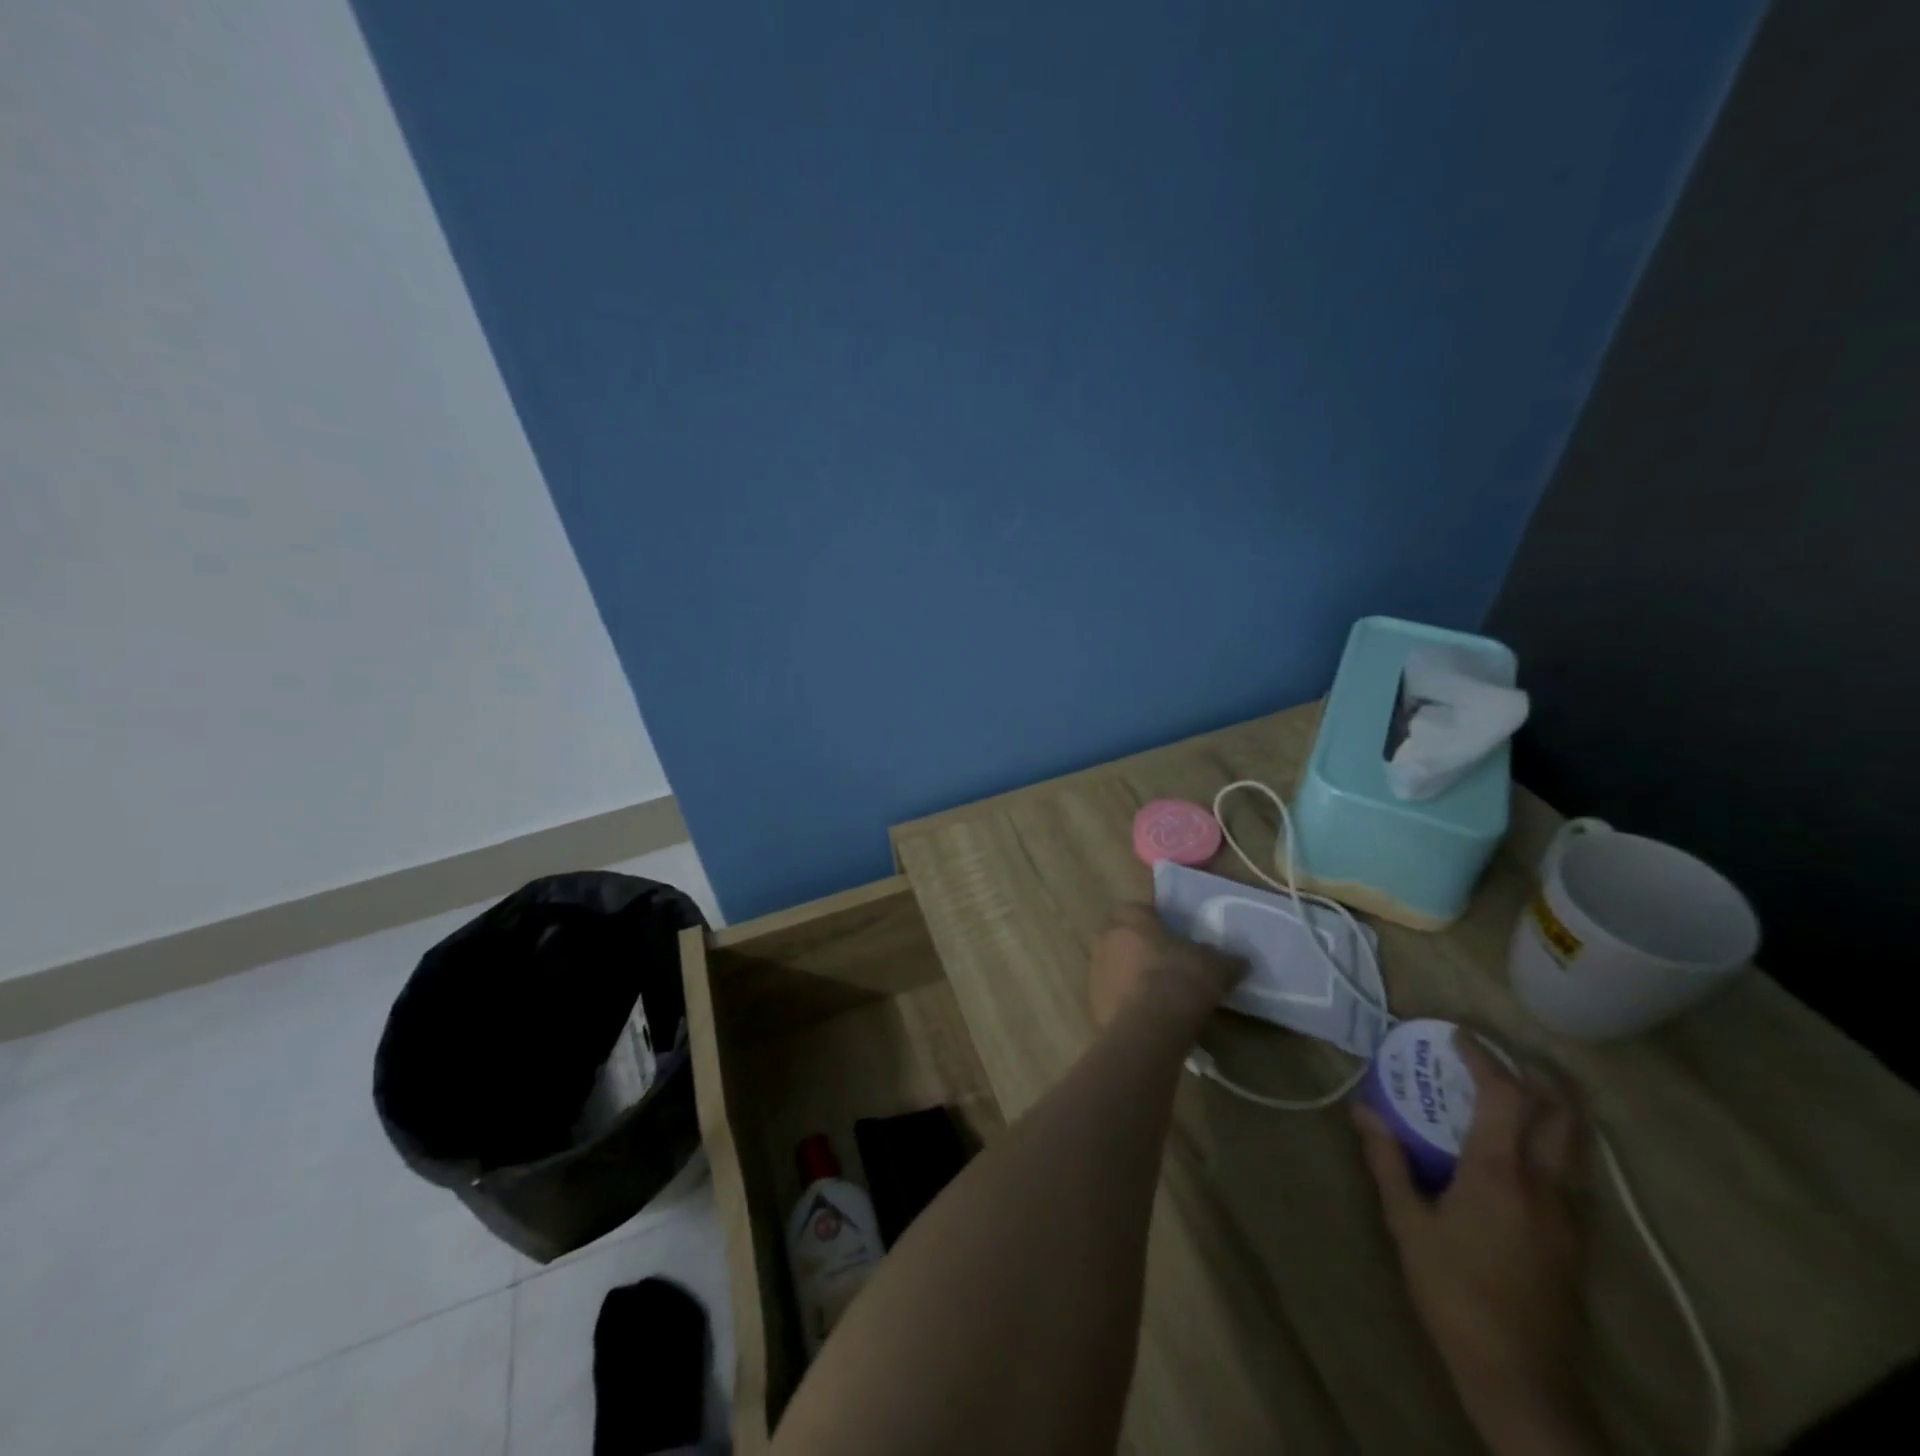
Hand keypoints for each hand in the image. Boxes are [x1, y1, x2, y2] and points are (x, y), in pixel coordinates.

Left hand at [1088, 904, 1243, 1030]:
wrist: (1149, 1027)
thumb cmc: (1181, 980)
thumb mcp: (1215, 967)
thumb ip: (1226, 959)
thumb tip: (1241, 961)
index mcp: (1131, 919)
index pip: (1136, 909)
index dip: (1153, 922)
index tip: (1171, 937)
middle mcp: (1106, 938)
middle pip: (1121, 937)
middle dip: (1139, 948)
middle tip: (1165, 965)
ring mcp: (1095, 970)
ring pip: (1113, 966)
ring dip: (1130, 976)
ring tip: (1157, 995)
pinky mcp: (1093, 1001)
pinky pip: (1111, 995)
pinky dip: (1125, 1002)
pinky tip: (1147, 1016)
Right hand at [1354, 1033, 1605, 1455]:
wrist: (1522, 1379)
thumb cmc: (1455, 1293)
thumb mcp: (1407, 1224)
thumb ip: (1388, 1160)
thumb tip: (1363, 1110)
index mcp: (1500, 1173)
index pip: (1505, 1095)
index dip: (1484, 1057)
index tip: (1458, 1036)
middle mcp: (1545, 1184)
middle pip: (1561, 1112)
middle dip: (1535, 1074)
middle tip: (1498, 1058)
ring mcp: (1571, 1213)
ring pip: (1577, 1142)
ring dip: (1551, 1106)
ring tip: (1513, 1094)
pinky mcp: (1579, 1239)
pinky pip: (1574, 1170)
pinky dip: (1554, 1141)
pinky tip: (1523, 1152)